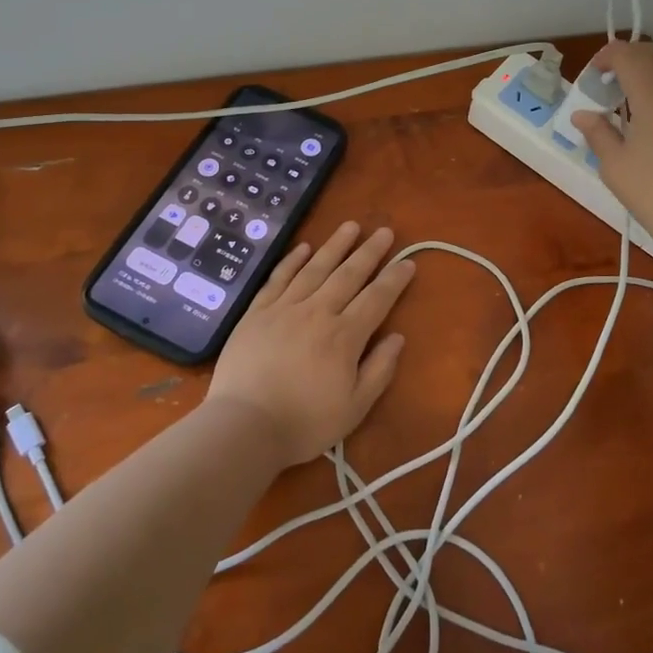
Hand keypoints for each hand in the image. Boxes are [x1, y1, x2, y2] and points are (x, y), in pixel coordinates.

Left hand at [206, 222, 414, 466]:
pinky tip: (304, 247)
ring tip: (351, 225)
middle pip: (349, 275)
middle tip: (385, 231)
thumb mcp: (355, 408)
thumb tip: (397, 337)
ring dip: (335, 245)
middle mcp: (317, 312)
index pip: (377, 299)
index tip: (408, 262)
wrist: (244, 426)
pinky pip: (279, 278)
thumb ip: (379, 370)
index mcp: (344, 336)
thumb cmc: (304, 422)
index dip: (394, 279)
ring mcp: (284, 308)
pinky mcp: (257, 312)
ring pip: (315, 268)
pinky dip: (292, 260)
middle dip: (370, 252)